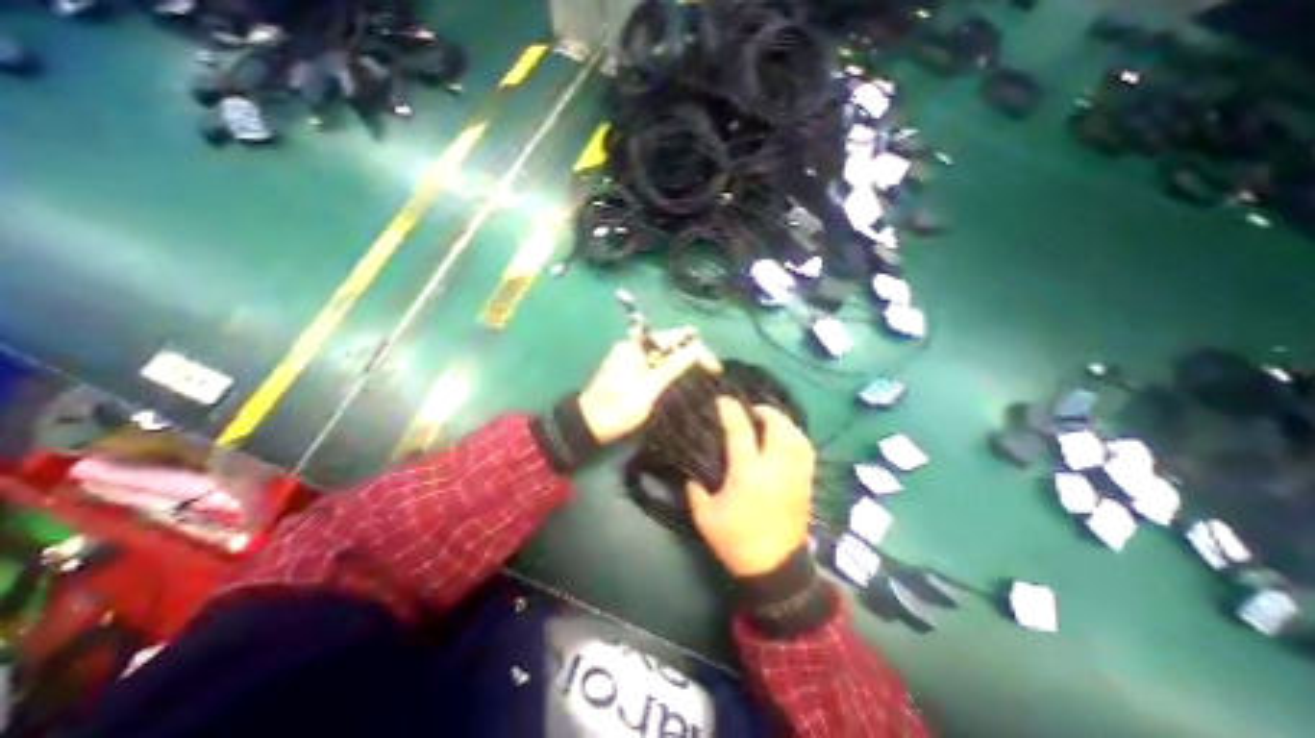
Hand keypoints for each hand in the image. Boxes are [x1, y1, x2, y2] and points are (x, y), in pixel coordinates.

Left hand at [576, 326, 716, 444]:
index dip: (698, 350)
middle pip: (669, 341)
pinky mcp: (628, 367)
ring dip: (681, 359)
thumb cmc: (618, 408)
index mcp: (636, 346)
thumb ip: (671, 368)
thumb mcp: (648, 389)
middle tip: (710, 370)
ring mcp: (629, 355)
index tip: (715, 368)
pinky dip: (669, 366)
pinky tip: (680, 376)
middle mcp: (632, 345)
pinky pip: (654, 360)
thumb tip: (696, 349)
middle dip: (691, 352)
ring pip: (662, 351)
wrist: (587, 425)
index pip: (675, 338)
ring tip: (701, 372)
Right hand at [690, 399, 813, 577]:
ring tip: (771, 420)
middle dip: (766, 411)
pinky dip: (797, 437)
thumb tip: (691, 476)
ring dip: (784, 422)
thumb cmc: (737, 541)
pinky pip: (806, 451)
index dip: (731, 411)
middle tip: (752, 409)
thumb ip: (695, 492)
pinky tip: (788, 439)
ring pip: (797, 437)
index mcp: (747, 473)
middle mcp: (775, 468)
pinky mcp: (805, 483)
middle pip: (778, 427)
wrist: (774, 569)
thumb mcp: (706, 518)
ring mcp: (794, 475)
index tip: (723, 400)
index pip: (740, 431)